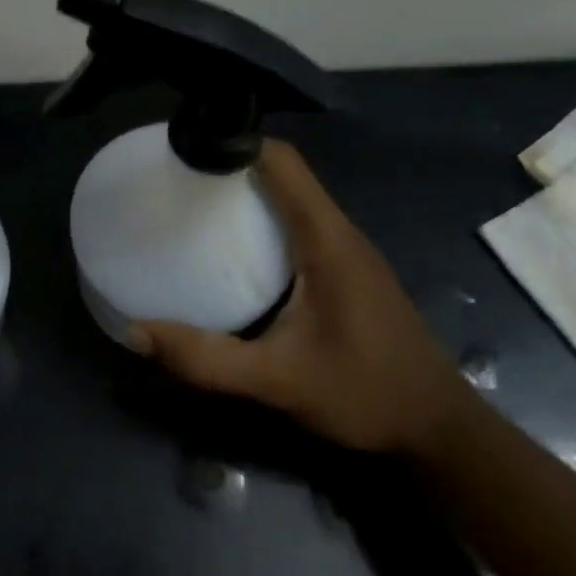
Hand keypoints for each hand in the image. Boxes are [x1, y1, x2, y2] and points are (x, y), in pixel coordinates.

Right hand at [127, 140, 469, 455]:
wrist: (438, 432)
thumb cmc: (365, 394)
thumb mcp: (278, 381)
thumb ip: (207, 359)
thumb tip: (136, 332)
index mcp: (327, 240)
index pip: (282, 162)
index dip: (235, 143)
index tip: (185, 151)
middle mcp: (339, 233)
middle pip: (283, 174)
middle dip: (231, 166)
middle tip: (176, 181)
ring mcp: (347, 251)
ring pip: (292, 199)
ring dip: (247, 193)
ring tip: (193, 207)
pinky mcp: (347, 271)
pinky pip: (299, 225)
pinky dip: (263, 220)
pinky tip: (233, 252)